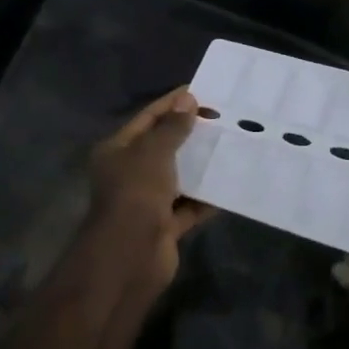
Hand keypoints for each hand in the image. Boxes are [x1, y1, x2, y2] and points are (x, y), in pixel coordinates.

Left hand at [82, 88, 212, 294]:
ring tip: (230, 146)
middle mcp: (130, 173)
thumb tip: (188, 100)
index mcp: (118, 151)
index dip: (171, 104)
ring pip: (178, 177)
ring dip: (200, 165)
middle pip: (163, 147)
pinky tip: (229, 185)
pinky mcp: (165, 225)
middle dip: (190, 134)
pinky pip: (189, 206)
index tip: (200, 92)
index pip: (147, 119)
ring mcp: (147, 201)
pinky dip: (206, 198)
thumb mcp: (153, 153)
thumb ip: (172, 128)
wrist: (129, 257)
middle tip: (222, 118)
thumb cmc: (136, 194)